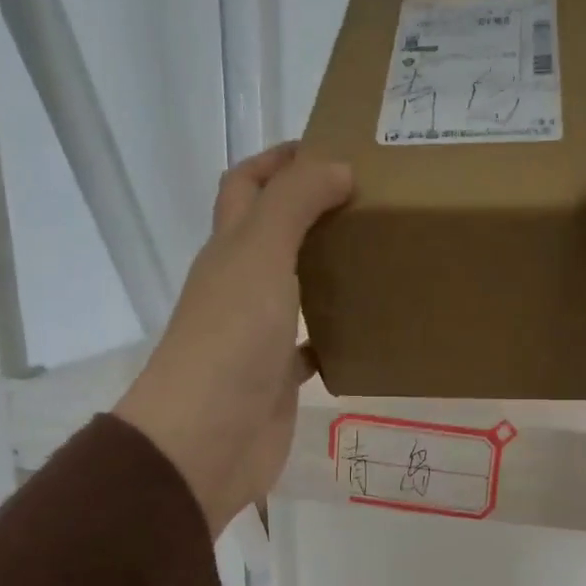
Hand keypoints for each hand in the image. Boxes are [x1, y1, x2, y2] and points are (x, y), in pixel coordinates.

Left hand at [114, 143, 352, 536]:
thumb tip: (336, 166)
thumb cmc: (231, 338)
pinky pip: (311, 348)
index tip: (329, 148)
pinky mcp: (279, 379)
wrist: (208, 438)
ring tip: (377, 259)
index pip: (246, 186)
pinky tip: (369, 333)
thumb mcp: (261, 254)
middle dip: (310, 212)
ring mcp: (259, 336)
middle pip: (272, 236)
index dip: (278, 160)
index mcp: (229, 250)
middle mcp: (240, 287)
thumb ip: (295, 204)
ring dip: (326, 273)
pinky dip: (335, 337)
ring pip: (295, 291)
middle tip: (368, 203)